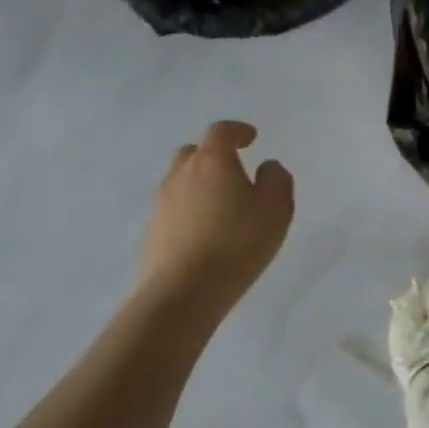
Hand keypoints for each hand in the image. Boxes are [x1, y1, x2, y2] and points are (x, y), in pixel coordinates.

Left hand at [137, 121, 293, 311]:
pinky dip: (188, 210)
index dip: (237, 131)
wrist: (181, 296)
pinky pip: (173, 209)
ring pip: (180, 180)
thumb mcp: (276, 209)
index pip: (221, 131)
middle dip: (213, 155)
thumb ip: (277, 179)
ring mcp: (161, 204)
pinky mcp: (151, 233)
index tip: (251, 139)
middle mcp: (182, 175)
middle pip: (193, 152)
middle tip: (232, 170)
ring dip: (199, 184)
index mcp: (212, 161)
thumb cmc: (236, 243)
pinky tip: (204, 231)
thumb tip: (266, 167)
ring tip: (220, 205)